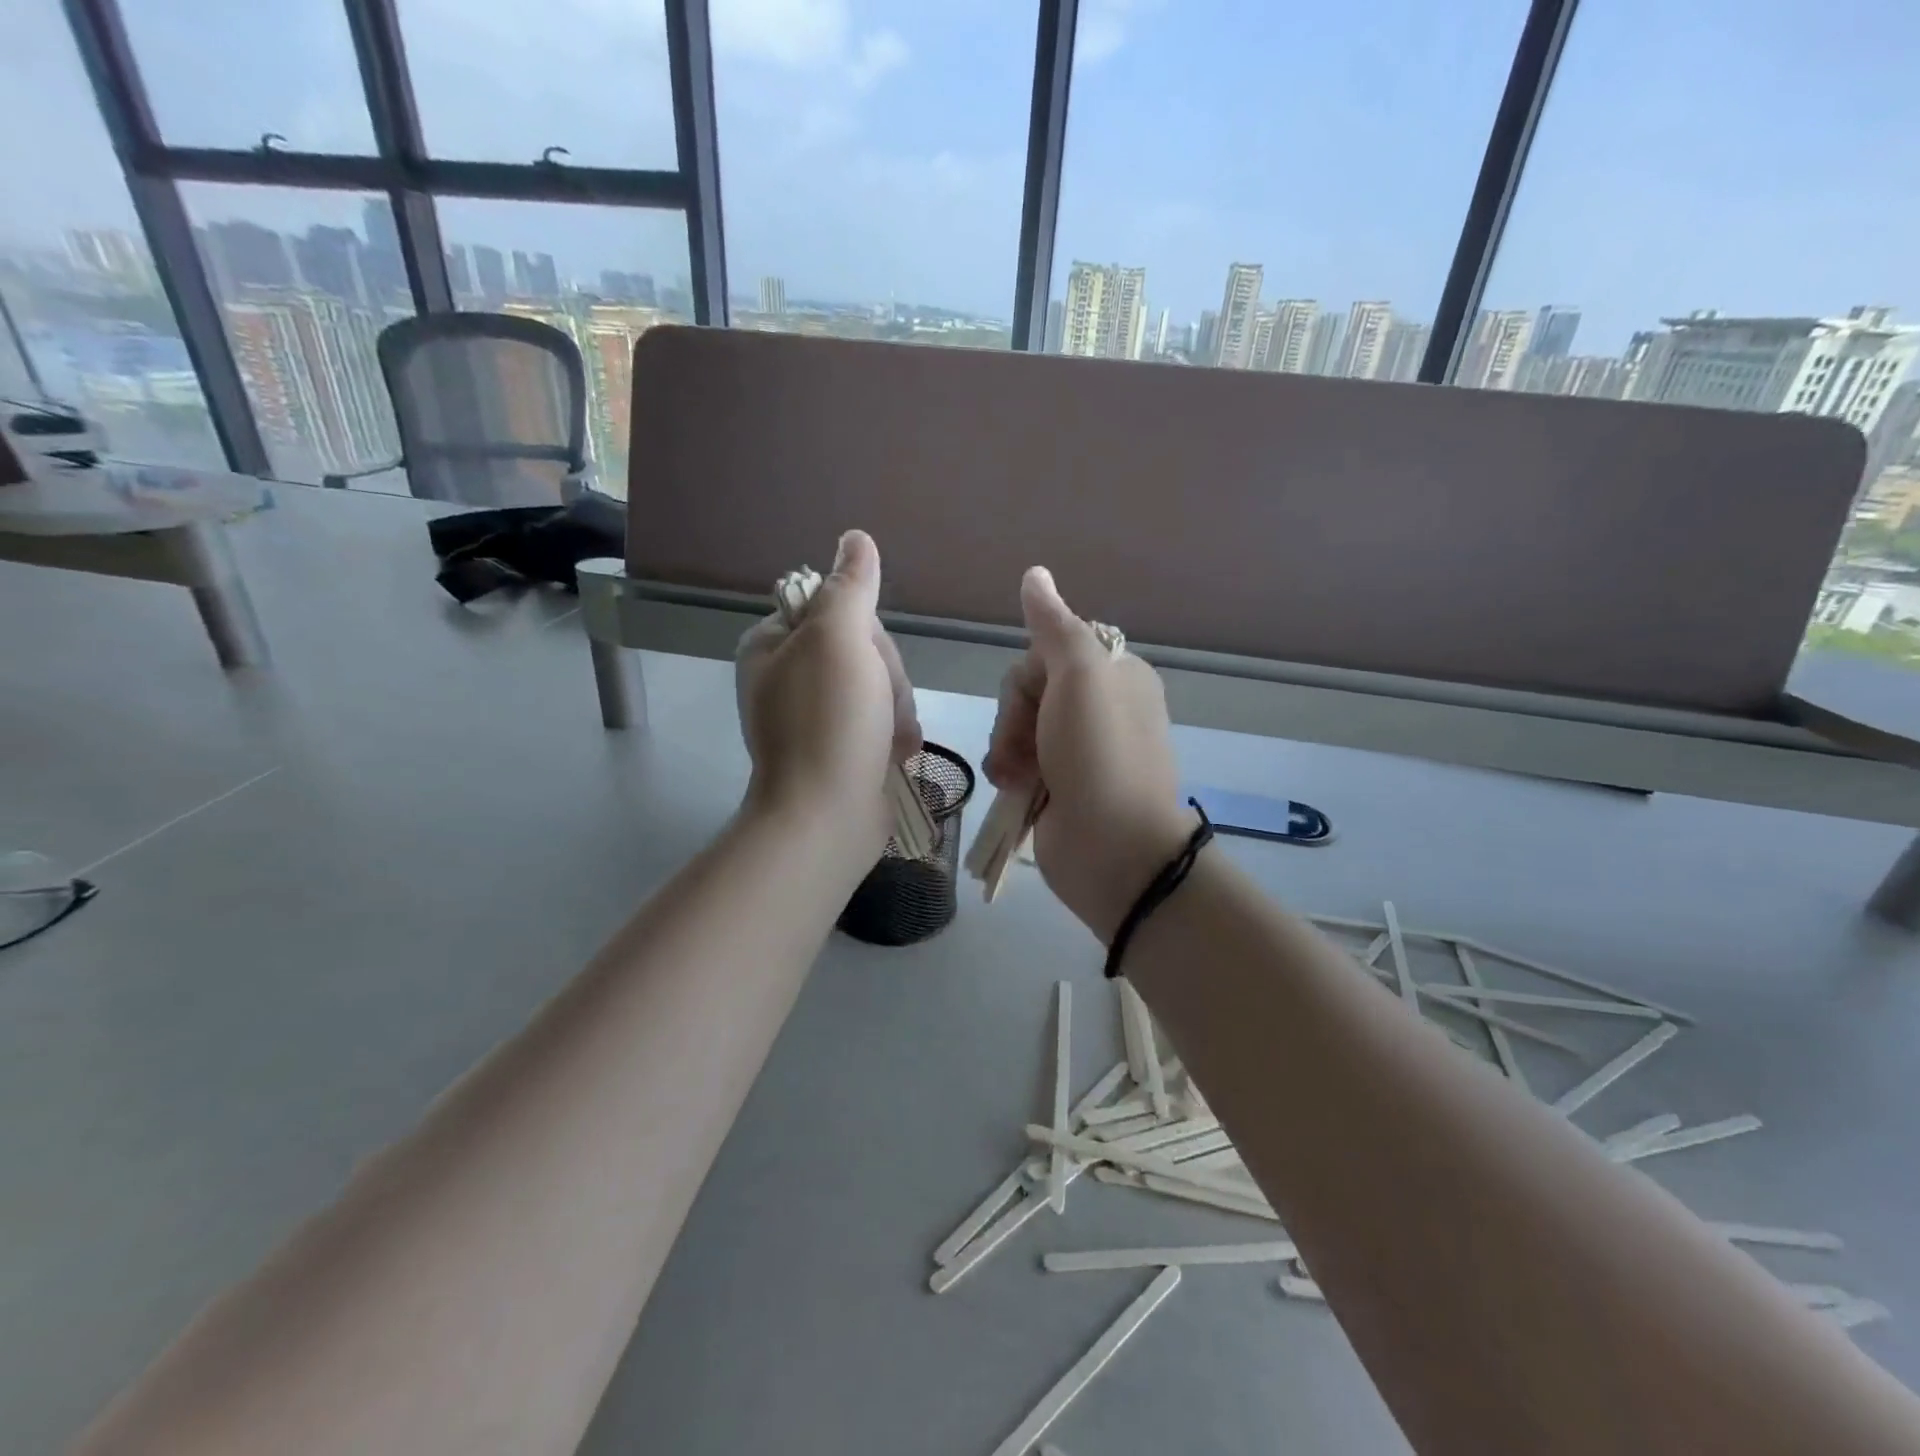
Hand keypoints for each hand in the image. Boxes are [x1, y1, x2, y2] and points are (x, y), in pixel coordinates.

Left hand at [736, 530, 920, 836]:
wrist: (828, 817)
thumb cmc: (829, 721)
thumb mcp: (838, 639)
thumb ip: (849, 586)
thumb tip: (855, 538)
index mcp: (772, 645)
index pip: (835, 608)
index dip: (865, 632)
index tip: (865, 660)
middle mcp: (789, 677)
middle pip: (863, 649)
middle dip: (886, 677)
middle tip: (880, 705)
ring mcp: (816, 716)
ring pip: (881, 685)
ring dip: (896, 708)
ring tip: (890, 739)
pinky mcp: (841, 747)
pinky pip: (882, 720)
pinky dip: (895, 734)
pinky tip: (895, 753)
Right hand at [982, 567, 1190, 940]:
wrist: (1112, 848)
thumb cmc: (1099, 754)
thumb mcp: (1080, 676)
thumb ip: (1054, 625)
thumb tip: (1034, 574)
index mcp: (1115, 675)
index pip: (1049, 652)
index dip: (1030, 676)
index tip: (1039, 699)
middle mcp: (1098, 708)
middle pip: (1028, 690)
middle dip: (1016, 717)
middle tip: (1027, 747)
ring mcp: (1077, 751)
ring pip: (1017, 727)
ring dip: (1008, 748)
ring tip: (1017, 778)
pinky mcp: (1058, 786)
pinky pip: (1017, 762)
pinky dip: (1009, 773)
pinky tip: (1013, 790)